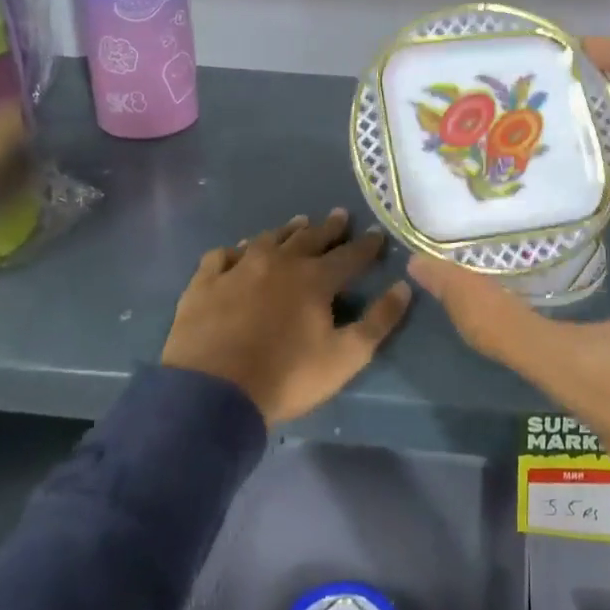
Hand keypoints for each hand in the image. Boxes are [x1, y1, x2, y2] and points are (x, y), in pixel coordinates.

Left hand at [163, 210, 412, 426]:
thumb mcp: (346, 357)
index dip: (367, 245)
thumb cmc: (286, 377)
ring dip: (286, 231)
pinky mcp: (205, 283)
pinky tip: (237, 253)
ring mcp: (238, 269)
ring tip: (298, 224)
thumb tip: (403, 286)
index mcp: (315, 279)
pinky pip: (222, 255)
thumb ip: (378, 321)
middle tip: (340, 215)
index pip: (350, 255)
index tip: (378, 234)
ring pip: (267, 239)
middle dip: (329, 227)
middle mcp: (279, 262)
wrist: (212, 394)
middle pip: (309, 238)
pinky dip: (234, 251)